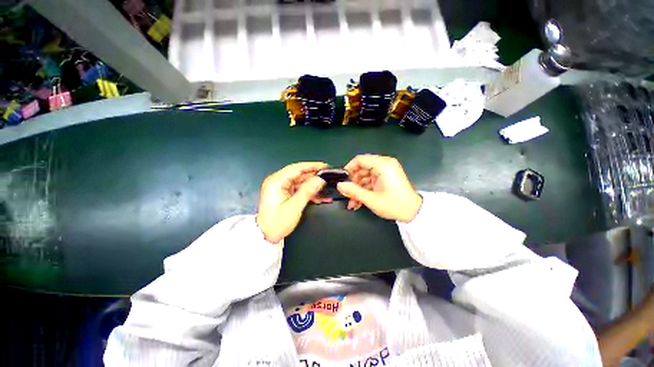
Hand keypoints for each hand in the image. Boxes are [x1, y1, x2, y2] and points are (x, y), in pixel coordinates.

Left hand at [257, 162, 329, 242]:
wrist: (265, 236)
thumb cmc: (277, 222)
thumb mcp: (294, 207)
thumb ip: (308, 191)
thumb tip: (320, 180)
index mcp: (276, 181)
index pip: (297, 168)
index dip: (312, 166)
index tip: (325, 166)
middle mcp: (277, 181)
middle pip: (299, 174)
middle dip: (313, 176)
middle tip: (328, 178)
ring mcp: (280, 187)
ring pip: (300, 181)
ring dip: (312, 185)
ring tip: (325, 188)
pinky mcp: (283, 193)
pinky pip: (298, 188)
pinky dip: (307, 191)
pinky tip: (317, 196)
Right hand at [337, 155, 421, 222]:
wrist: (414, 213)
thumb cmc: (394, 205)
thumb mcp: (371, 199)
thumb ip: (353, 191)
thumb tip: (339, 185)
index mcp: (383, 165)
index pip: (360, 160)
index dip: (349, 169)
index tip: (342, 180)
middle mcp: (384, 164)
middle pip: (361, 168)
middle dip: (353, 183)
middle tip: (347, 194)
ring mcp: (385, 171)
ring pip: (365, 176)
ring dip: (358, 189)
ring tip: (353, 203)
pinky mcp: (386, 178)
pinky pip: (371, 181)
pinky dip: (364, 190)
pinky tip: (359, 202)